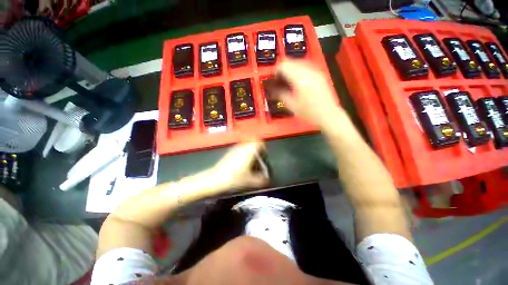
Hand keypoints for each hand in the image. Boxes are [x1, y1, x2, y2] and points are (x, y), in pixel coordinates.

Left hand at [208, 140, 268, 194]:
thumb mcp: (249, 181)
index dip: (263, 147)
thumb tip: (267, 180)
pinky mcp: (230, 152)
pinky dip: (244, 153)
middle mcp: (242, 147)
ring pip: (247, 145)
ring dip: (250, 151)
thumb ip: (260, 180)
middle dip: (257, 150)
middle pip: (253, 143)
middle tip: (258, 160)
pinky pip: (241, 148)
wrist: (215, 179)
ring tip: (250, 163)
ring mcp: (235, 149)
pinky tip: (241, 164)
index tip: (264, 155)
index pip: (259, 142)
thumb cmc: (234, 178)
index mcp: (249, 151)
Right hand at [274, 60, 344, 127]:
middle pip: (291, 61)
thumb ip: (281, 94)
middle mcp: (308, 71)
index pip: (284, 66)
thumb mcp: (292, 105)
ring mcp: (316, 71)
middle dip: (283, 69)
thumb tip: (272, 89)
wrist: (328, 114)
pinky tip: (297, 80)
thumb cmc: (309, 112)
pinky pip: (306, 66)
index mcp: (300, 79)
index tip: (273, 79)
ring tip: (287, 80)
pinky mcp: (320, 74)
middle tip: (279, 80)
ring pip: (299, 62)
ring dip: (291, 69)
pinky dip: (299, 70)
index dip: (276, 71)